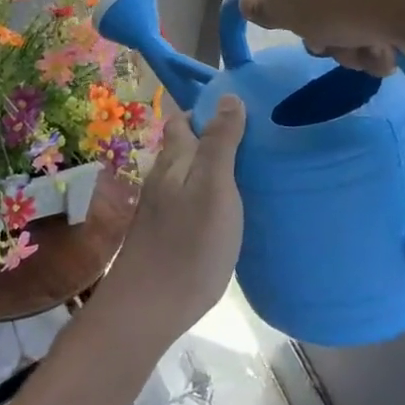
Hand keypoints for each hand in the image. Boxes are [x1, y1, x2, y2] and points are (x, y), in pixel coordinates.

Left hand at [92, 97, 246, 350]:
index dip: (208, 111)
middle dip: (213, 138)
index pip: (184, 120)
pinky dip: (208, 196)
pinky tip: (229, 211)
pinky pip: (189, 202)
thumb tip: (229, 97)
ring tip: (249, 173)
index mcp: (174, 160)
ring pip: (187, 176)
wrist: (148, 308)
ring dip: (212, 168)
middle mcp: (163, 179)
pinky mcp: (166, 235)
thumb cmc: (189, 243)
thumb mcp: (214, 187)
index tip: (243, 110)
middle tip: (255, 142)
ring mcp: (161, 209)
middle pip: (186, 148)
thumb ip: (220, 142)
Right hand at [238, 0, 404, 75]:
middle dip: (323, 32)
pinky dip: (380, 41)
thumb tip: (249, 4)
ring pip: (350, 15)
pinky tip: (387, 54)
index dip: (286, 5)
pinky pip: (383, 18)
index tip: (297, 25)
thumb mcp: (280, 4)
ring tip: (365, 54)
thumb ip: (258, 7)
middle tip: (329, 45)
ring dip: (351, 45)